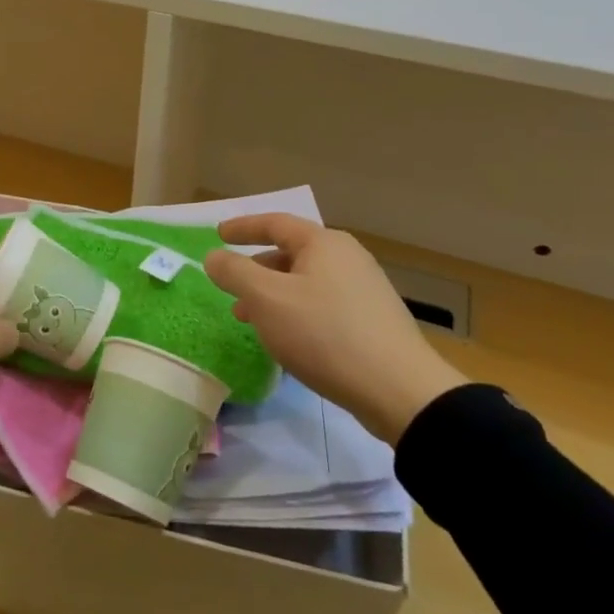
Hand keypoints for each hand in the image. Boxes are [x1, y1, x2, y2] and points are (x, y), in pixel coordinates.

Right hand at [203, 215, 465, 444]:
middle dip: (256, 269)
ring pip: (306, 282)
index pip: (275, 223)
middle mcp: (347, 258)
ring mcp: (364, 289)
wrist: (399, 390)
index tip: (218, 234)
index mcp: (323, 244)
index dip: (243, 227)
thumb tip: (214, 257)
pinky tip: (288, 338)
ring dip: (273, 295)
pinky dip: (296, 311)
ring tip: (252, 320)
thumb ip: (235, 272)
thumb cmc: (324, 334)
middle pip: (291, 253)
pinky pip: (322, 304)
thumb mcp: (267, 300)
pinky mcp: (373, 320)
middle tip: (231, 288)